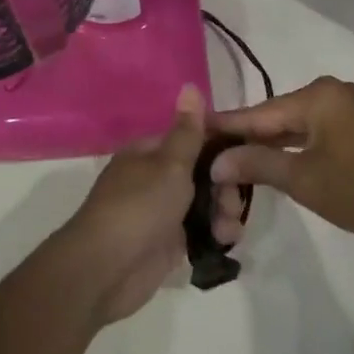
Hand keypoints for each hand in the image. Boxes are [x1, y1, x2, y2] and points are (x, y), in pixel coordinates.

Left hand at [52, 86, 246, 324]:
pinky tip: (226, 242)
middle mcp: (155, 177)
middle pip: (204, 173)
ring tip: (228, 231)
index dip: (222, 146)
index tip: (247, 156)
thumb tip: (189, 84)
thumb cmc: (139, 206)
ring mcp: (162, 212)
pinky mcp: (168, 243)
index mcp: (150, 152)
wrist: (106, 269)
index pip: (193, 138)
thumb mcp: (169, 164)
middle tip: (232, 204)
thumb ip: (188, 130)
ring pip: (205, 203)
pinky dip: (215, 234)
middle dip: (225, 187)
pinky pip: (200, 231)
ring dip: (224, 213)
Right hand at [211, 77, 353, 245]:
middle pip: (274, 116)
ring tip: (230, 161)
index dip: (224, 126)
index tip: (191, 131)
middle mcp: (330, 92)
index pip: (257, 112)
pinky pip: (311, 132)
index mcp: (317, 96)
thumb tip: (216, 162)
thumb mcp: (304, 178)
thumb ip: (257, 164)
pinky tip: (269, 162)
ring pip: (293, 125)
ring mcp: (346, 109)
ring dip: (267, 145)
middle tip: (208, 155)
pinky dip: (290, 147)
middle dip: (244, 139)